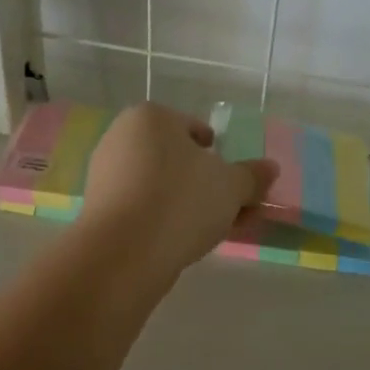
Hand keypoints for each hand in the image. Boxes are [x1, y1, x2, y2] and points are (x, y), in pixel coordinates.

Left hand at [80, 103, 278, 279]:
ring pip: (161, 186)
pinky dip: (165, 219)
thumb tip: (270, 168)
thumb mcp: (231, 187)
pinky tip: (186, 242)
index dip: (219, 156)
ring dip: (189, 205)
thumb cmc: (182, 201)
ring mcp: (106, 175)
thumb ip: (252, 176)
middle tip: (232, 210)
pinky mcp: (99, 210)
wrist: (124, 252)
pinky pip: (143, 208)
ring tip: (216, 231)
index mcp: (151, 117)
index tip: (235, 182)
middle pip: (176, 160)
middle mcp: (122, 138)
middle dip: (206, 184)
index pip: (194, 129)